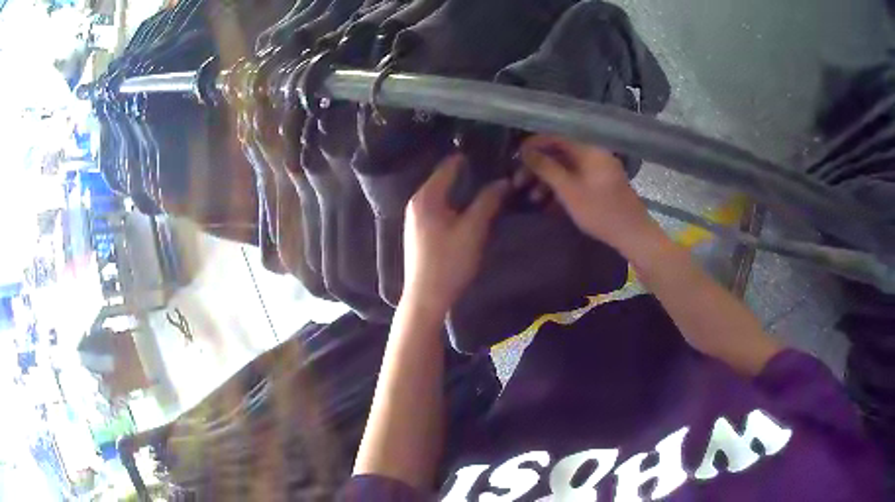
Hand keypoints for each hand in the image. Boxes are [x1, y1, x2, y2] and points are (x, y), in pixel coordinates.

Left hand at [403, 155, 507, 314]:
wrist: (427, 298)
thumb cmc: (449, 261)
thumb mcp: (473, 229)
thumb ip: (488, 201)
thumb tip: (504, 181)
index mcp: (426, 196)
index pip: (449, 165)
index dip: (471, 158)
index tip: (493, 153)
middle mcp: (417, 202)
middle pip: (445, 178)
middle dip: (469, 174)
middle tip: (496, 170)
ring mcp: (416, 218)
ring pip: (443, 194)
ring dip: (463, 190)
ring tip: (489, 187)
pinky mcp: (420, 232)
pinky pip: (440, 207)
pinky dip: (456, 203)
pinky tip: (471, 209)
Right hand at [520, 135, 658, 253]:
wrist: (632, 234)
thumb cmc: (600, 211)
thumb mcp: (569, 190)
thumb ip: (546, 168)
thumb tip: (525, 151)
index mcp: (589, 150)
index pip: (555, 137)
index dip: (533, 145)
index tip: (515, 158)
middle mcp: (594, 154)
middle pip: (559, 153)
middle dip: (538, 167)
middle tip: (518, 182)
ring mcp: (598, 170)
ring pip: (566, 168)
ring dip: (547, 180)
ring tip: (531, 198)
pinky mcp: (600, 184)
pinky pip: (575, 179)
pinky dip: (561, 188)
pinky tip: (548, 204)